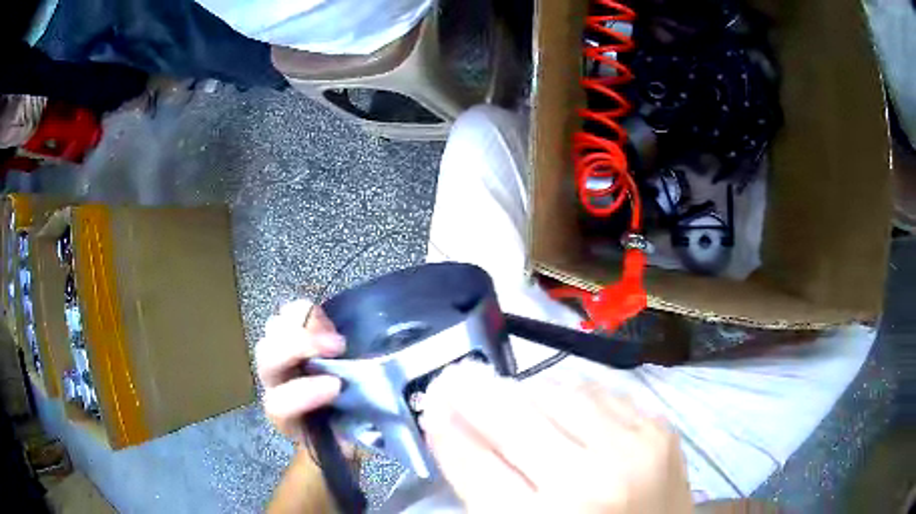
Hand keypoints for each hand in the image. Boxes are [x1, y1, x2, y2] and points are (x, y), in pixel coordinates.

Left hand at [256, 300, 345, 441]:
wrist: (334, 427)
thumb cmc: (346, 435)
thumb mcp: (354, 441)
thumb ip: (357, 432)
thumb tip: (383, 420)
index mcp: (286, 419)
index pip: (279, 404)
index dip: (303, 393)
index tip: (336, 386)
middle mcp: (275, 387)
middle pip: (267, 359)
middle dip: (298, 347)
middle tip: (337, 346)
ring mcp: (279, 360)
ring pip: (271, 334)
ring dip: (301, 327)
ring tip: (332, 331)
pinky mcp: (290, 338)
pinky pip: (287, 315)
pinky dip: (304, 312)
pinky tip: (326, 321)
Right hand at [422, 362, 692, 513]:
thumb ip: (485, 490)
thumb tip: (452, 432)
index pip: (477, 466)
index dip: (448, 432)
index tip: (431, 406)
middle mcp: (592, 481)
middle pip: (517, 419)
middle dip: (477, 396)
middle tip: (458, 380)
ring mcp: (634, 448)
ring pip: (561, 394)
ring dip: (526, 392)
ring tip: (510, 395)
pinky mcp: (661, 430)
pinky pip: (603, 392)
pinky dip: (572, 392)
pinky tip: (559, 399)